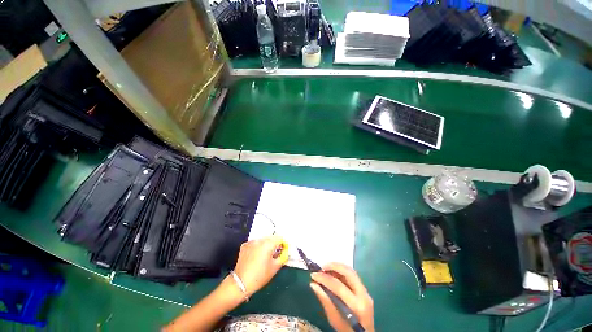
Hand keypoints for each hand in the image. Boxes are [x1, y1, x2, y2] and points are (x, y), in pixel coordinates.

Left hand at [233, 235, 286, 296]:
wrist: (240, 283)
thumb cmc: (260, 276)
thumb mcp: (275, 267)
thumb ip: (283, 257)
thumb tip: (285, 251)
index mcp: (268, 243)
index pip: (280, 238)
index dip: (283, 244)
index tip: (283, 251)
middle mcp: (260, 240)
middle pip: (271, 238)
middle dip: (275, 244)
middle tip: (275, 254)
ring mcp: (251, 242)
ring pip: (263, 240)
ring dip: (266, 245)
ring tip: (265, 256)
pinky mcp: (245, 245)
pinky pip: (255, 243)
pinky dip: (258, 247)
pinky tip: (256, 256)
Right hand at [310, 263, 374, 331]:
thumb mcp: (335, 321)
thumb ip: (325, 301)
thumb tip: (313, 284)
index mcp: (357, 306)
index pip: (339, 286)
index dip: (324, 279)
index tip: (313, 275)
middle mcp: (364, 295)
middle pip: (349, 273)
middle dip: (334, 266)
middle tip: (321, 267)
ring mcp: (366, 292)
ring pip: (351, 272)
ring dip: (338, 267)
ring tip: (325, 268)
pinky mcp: (364, 291)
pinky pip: (352, 276)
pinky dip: (342, 272)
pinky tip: (333, 273)